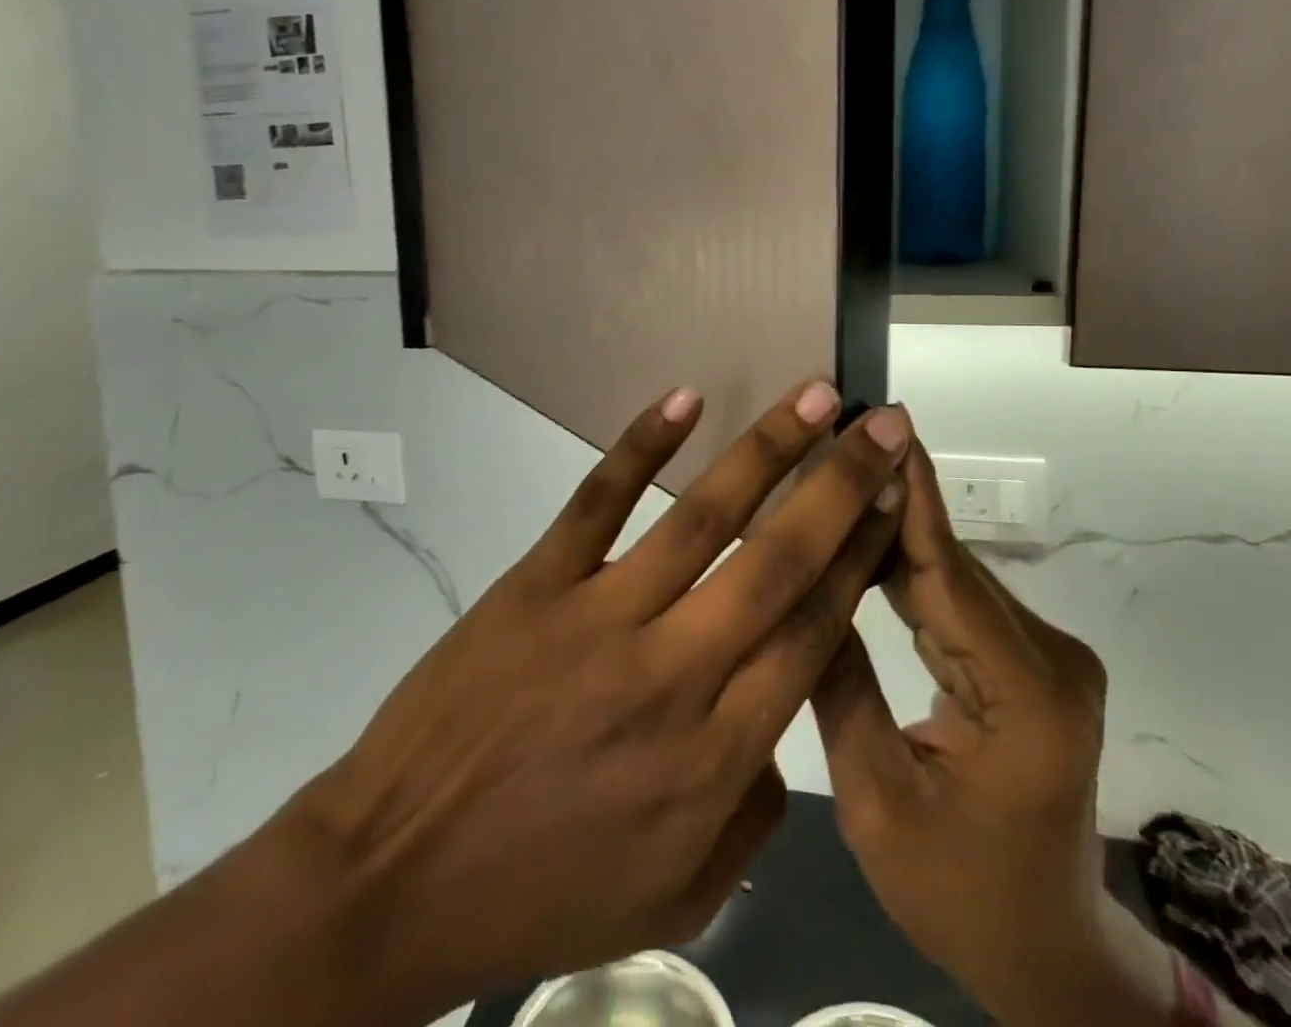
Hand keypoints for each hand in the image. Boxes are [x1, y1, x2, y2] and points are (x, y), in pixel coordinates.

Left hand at [300, 382, 911, 1023]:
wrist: (396, 879)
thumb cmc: (543, 892)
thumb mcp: (677, 894)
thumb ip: (754, 810)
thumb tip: (784, 710)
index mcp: (714, 756)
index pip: (811, 631)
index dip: (860, 555)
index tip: (894, 499)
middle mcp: (670, 674)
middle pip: (776, 562)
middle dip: (841, 485)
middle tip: (883, 424)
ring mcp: (597, 619)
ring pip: (699, 518)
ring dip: (766, 449)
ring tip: (814, 396)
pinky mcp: (535, 585)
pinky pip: (596, 502)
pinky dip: (640, 445)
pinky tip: (683, 400)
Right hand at [811, 442, 1157, 1026]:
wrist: (1046, 950)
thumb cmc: (960, 893)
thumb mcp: (877, 802)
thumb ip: (839, 686)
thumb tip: (794, 587)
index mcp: (1026, 699)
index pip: (948, 575)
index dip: (908, 497)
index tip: (880, 426)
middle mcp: (1051, 661)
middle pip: (951, 566)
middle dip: (889, 503)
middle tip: (831, 444)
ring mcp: (1046, 658)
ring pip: (952, 577)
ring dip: (893, 532)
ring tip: (836, 477)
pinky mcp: (1029, 662)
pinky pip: (957, 603)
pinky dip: (907, 573)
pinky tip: (861, 542)